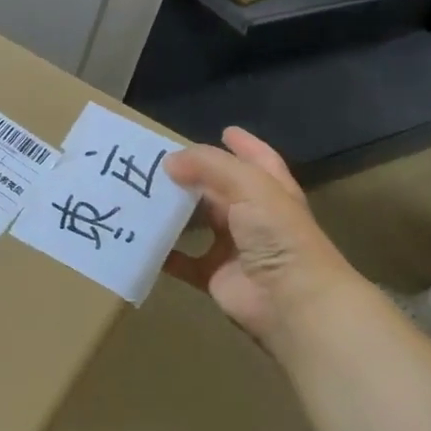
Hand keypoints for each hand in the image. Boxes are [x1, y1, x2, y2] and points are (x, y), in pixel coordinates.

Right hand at [162, 128, 371, 349]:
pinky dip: (164, 253)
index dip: (244, 145)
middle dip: (192, 177)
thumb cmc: (278, 234)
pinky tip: (141, 239)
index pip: (257, 160)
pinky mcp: (215, 276)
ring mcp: (234, 247)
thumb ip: (208, 165)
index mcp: (270, 190)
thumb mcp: (249, 185)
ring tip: (140, 195)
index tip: (223, 130)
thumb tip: (168, 162)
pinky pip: (183, 261)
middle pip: (218, 190)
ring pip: (197, 223)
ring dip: (173, 212)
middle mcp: (253, 216)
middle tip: (155, 163)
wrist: (291, 301)